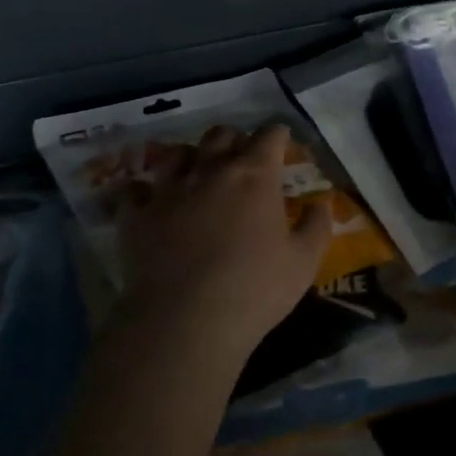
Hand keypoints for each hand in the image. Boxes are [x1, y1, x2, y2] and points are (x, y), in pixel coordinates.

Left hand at [114, 123, 331, 363]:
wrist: (184, 321)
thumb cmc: (254, 290)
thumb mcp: (303, 263)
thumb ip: (316, 227)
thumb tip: (319, 204)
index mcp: (254, 177)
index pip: (268, 137)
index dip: (277, 134)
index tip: (282, 140)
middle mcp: (210, 171)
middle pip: (220, 136)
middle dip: (234, 140)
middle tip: (241, 158)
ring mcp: (168, 191)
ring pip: (177, 155)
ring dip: (191, 158)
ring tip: (196, 172)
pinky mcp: (137, 216)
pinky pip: (136, 190)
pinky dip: (144, 191)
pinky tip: (149, 200)